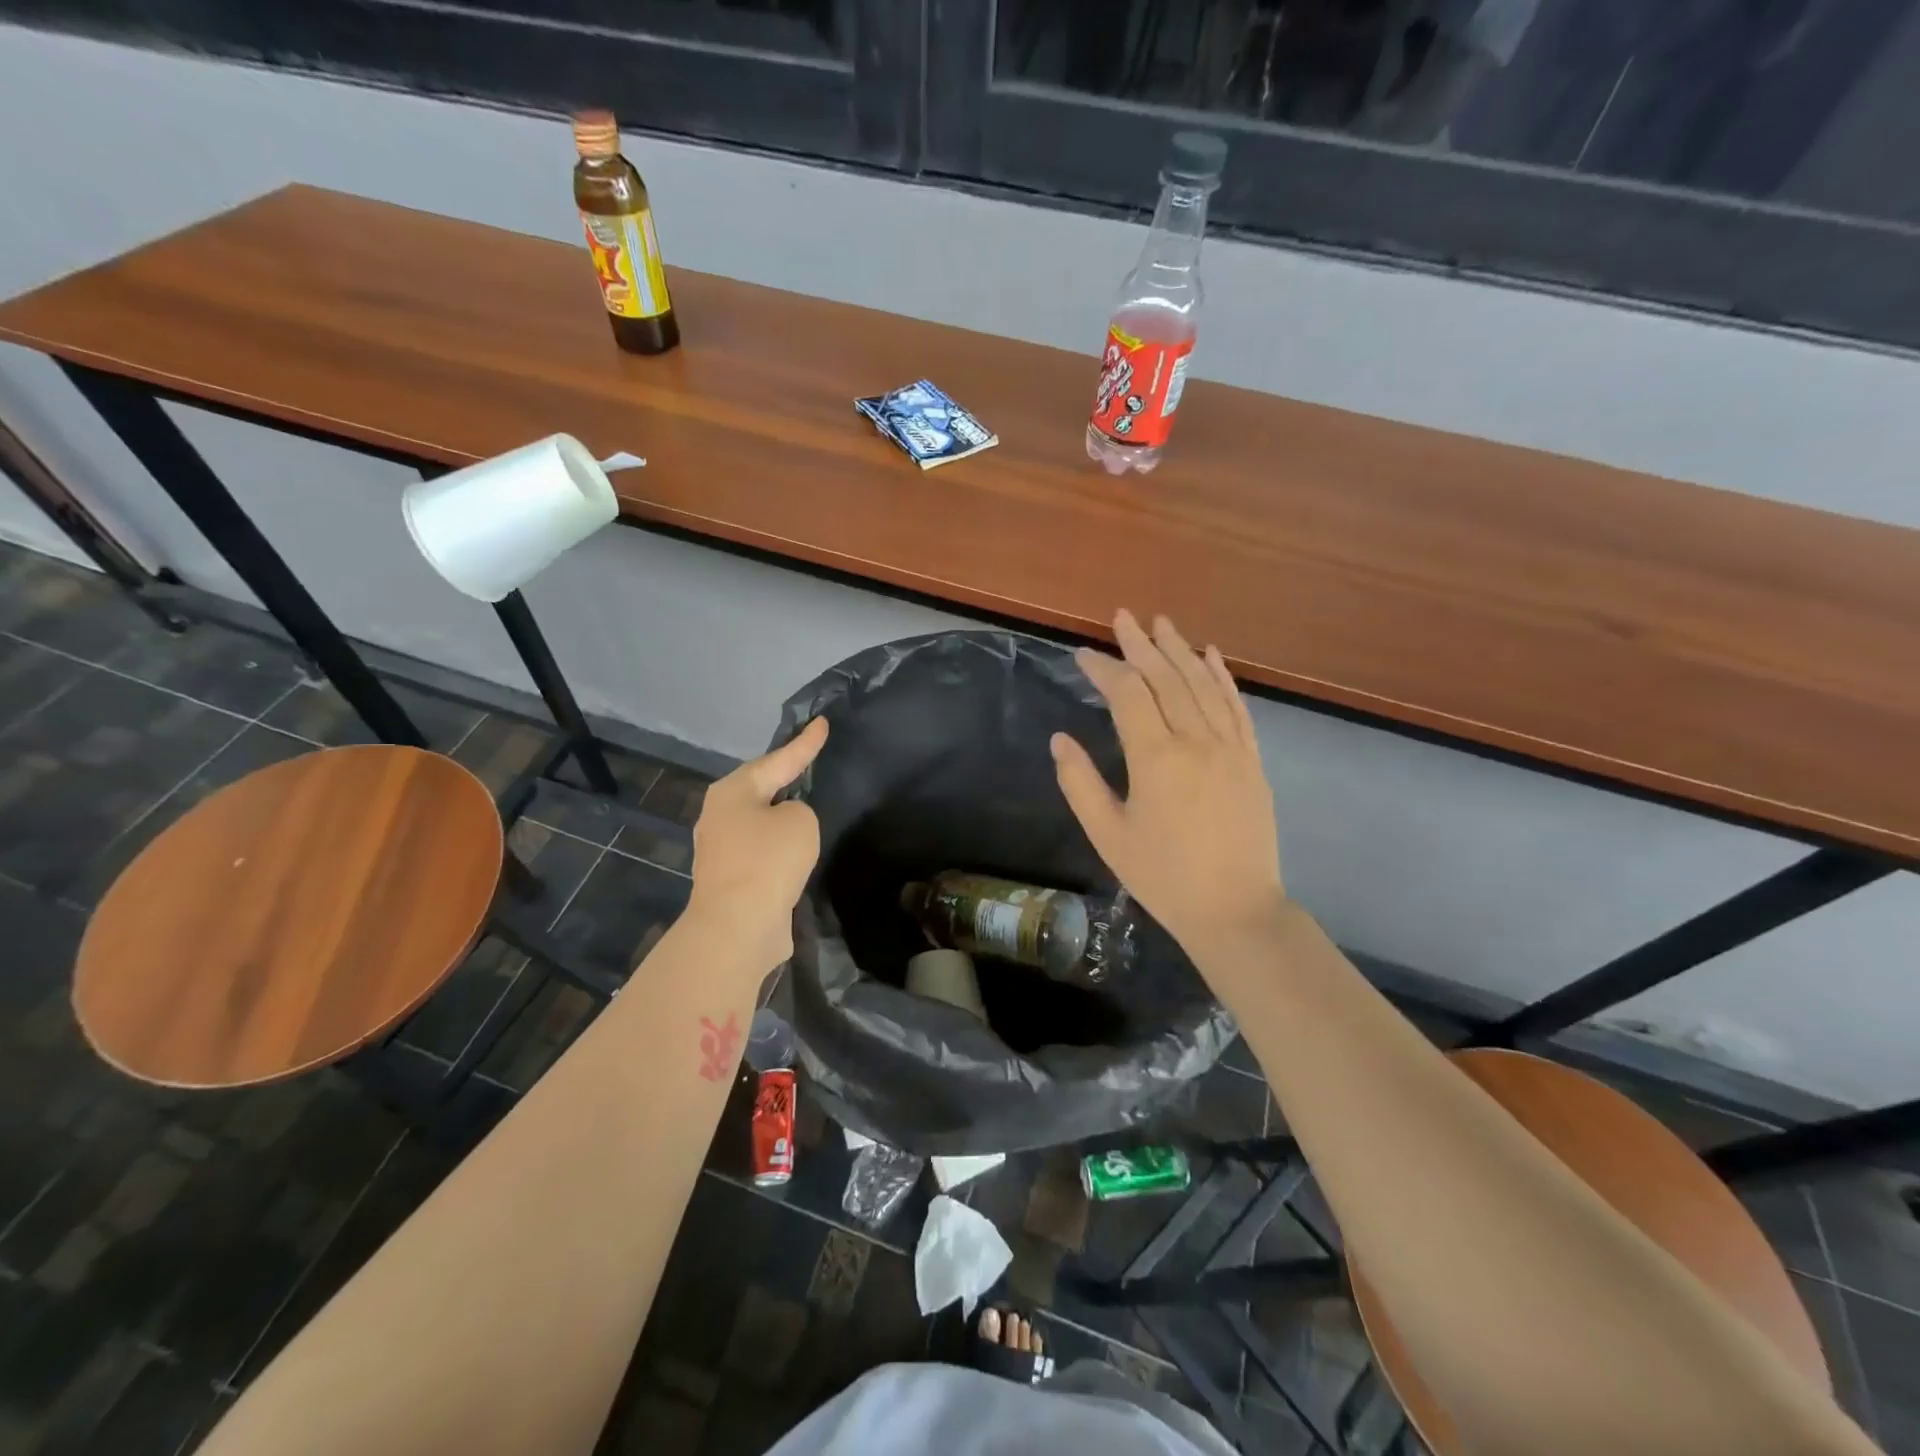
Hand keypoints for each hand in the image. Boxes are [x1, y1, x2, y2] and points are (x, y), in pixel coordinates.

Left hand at [685, 717, 828, 971]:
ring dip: (781, 814)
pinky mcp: (732, 879)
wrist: (738, 927)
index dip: (804, 743)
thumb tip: (785, 826)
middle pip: (761, 788)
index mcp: (732, 792)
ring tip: (805, 802)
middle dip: (784, 776)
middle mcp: (720, 815)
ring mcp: (722, 849)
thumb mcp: (800, 822)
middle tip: (809, 759)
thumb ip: (799, 811)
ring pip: (760, 821)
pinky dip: (780, 845)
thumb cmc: (768, 861)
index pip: (778, 760)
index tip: (822, 723)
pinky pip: (762, 850)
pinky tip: (796, 847)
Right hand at [1053, 610, 1283, 964]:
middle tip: (1122, 617)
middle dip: (1141, 644)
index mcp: (1155, 758)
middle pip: (1166, 678)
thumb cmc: (1162, 876)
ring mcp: (1230, 748)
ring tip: (1162, 623)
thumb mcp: (1108, 835)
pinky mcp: (1251, 760)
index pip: (1128, 694)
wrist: (1235, 909)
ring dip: (1180, 650)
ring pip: (1202, 684)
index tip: (1083, 655)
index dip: (1104, 669)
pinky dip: (1222, 677)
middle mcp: (1196, 741)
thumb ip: (1080, 783)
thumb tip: (1060, 739)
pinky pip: (1236, 707)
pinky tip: (1212, 655)